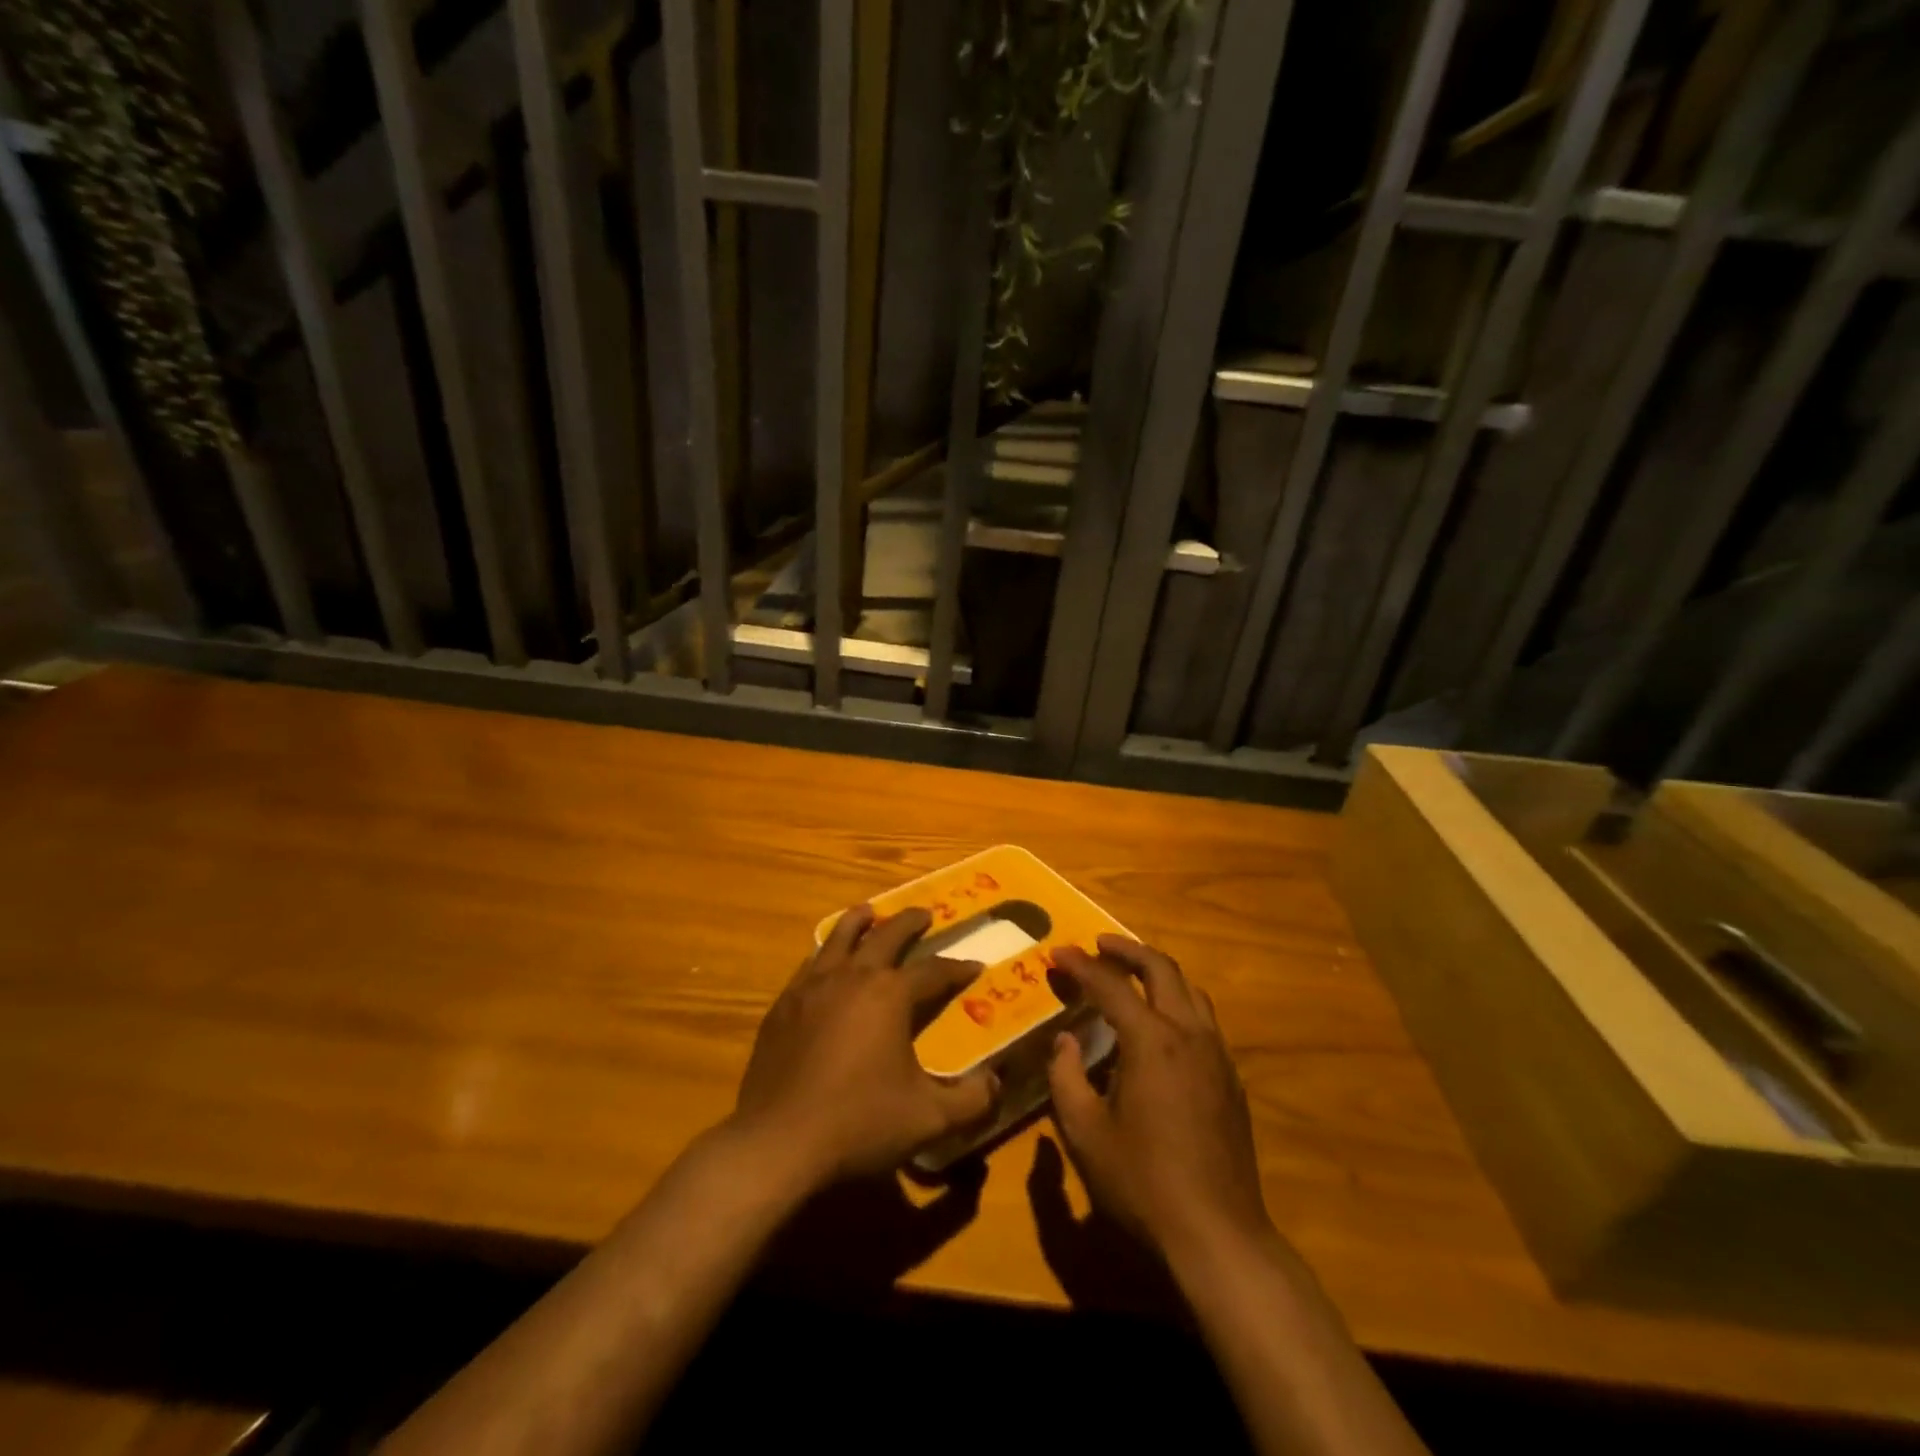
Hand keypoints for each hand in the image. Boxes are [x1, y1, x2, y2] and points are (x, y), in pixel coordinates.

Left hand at [732, 904, 999, 1186]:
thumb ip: (971, 1100)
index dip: (957, 968)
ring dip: (860, 922)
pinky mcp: (783, 1005)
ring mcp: (812, 987)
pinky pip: (809, 965)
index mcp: (890, 995)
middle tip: (924, 914)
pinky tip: (825, 961)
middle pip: (885, 936)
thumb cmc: (859, 1123)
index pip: (933, 971)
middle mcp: (852, 977)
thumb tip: (997, 1082)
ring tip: (869, 911)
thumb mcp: (928, 1119)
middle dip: (909, 922)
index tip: (975, 965)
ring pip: (839, 937)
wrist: (778, 1141)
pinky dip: (825, 953)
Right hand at [1047, 937, 1274, 1266]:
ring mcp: (1217, 1056)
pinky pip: (1204, 1020)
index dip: (1081, 966)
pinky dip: (1177, 1002)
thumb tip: (1065, 1042)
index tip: (1058, 952)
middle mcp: (1189, 1035)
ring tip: (1130, 974)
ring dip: (1158, 972)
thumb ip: (1066, 1078)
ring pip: (1190, 991)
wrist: (1218, 1235)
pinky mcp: (1231, 1080)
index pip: (1111, 986)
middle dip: (1128, 950)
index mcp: (1152, 1041)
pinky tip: (1161, 1026)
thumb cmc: (1143, 1182)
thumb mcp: (1085, 1132)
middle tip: (1099, 945)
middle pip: (1162, 969)